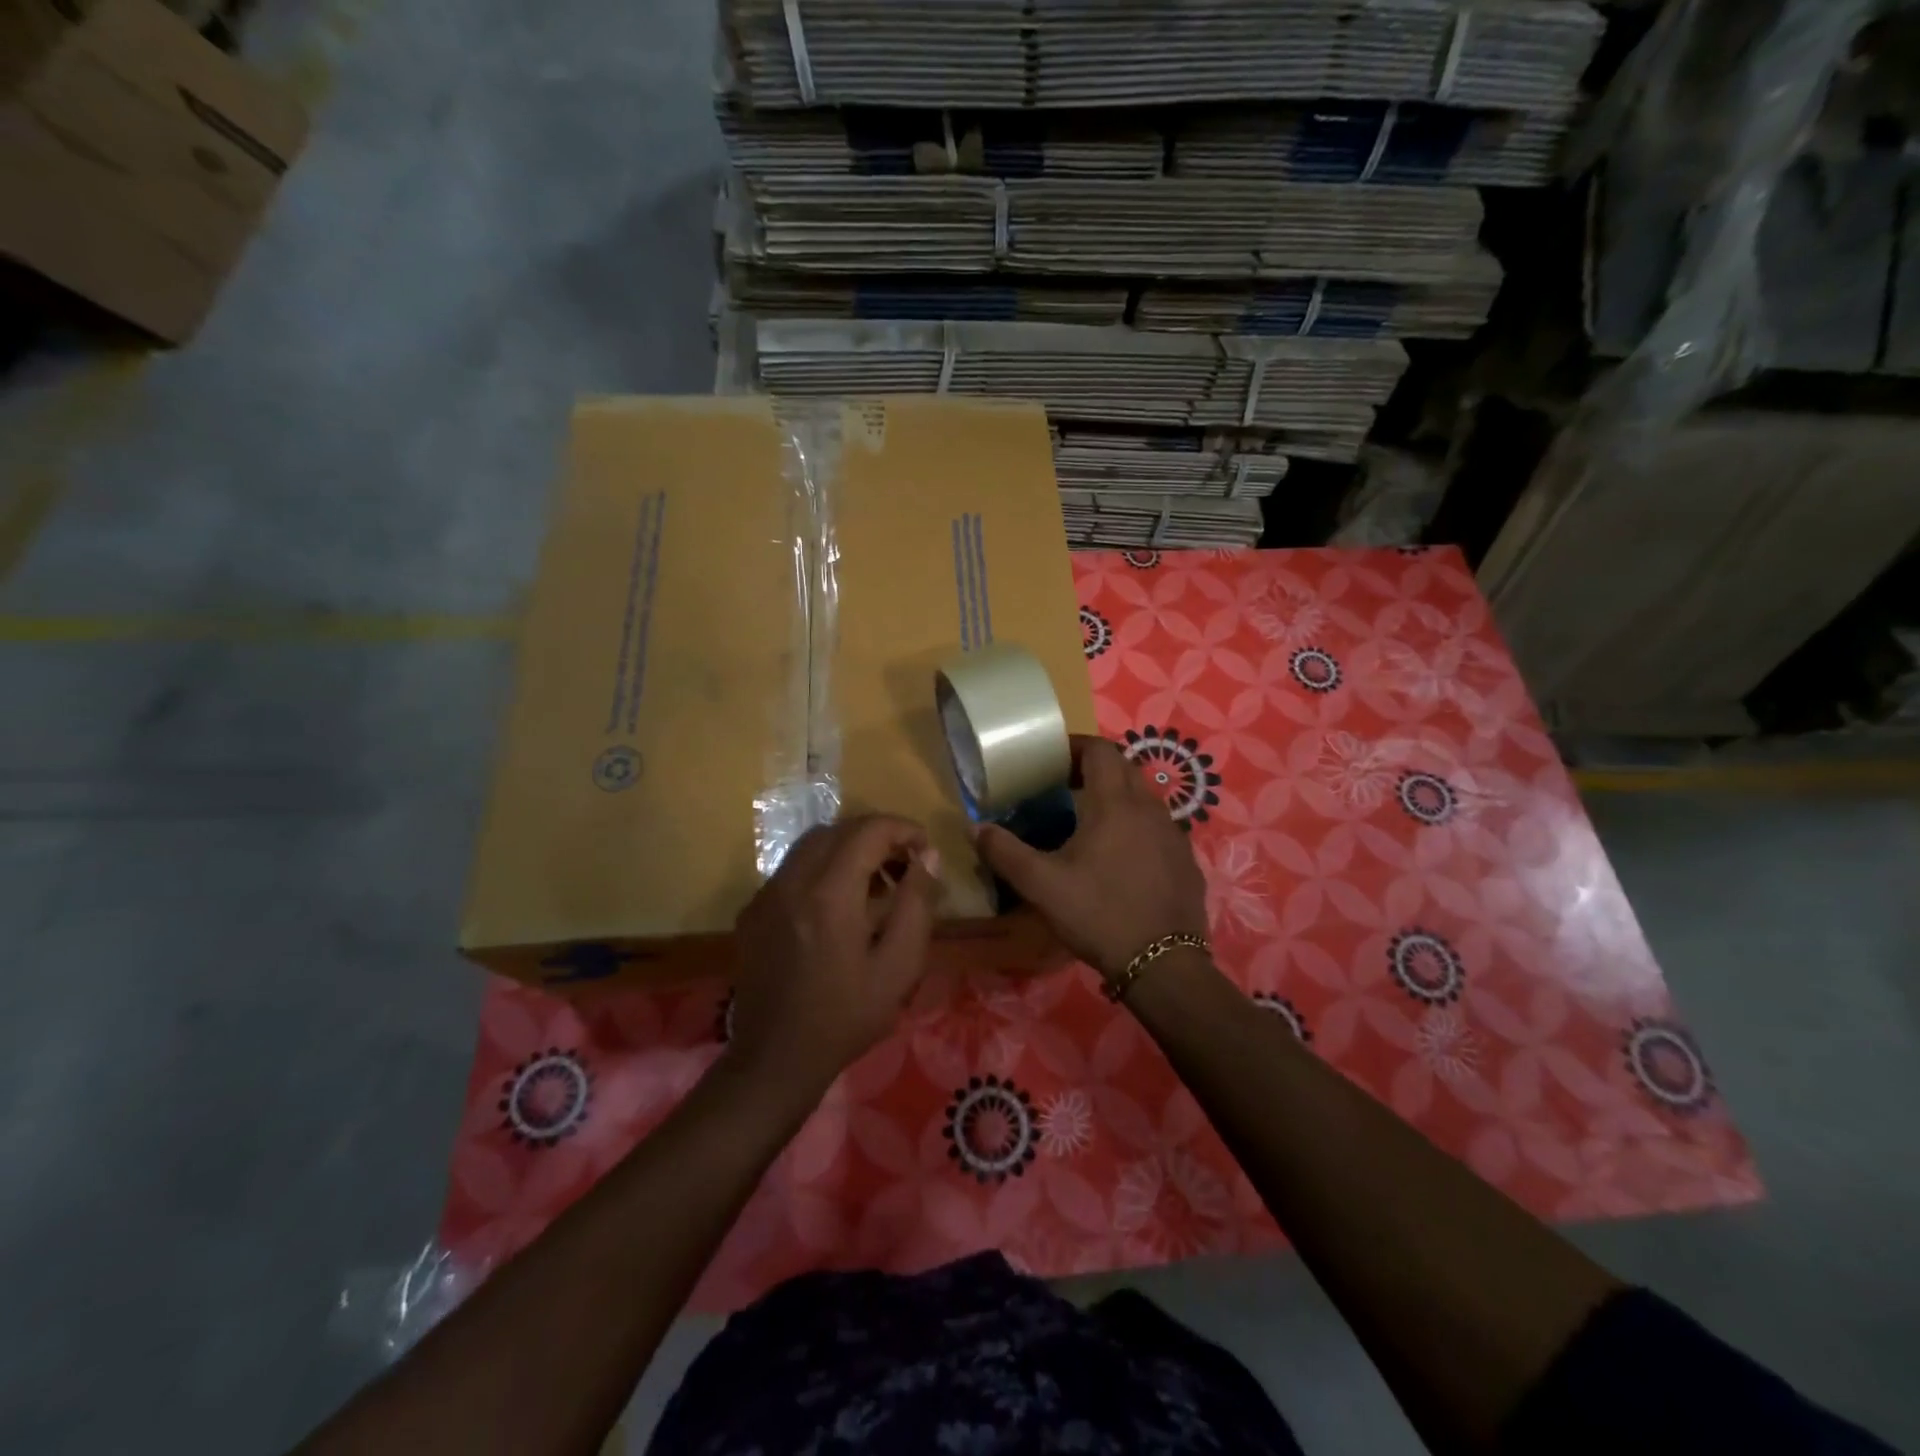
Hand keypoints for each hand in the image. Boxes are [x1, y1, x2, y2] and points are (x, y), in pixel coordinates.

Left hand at [729, 814, 939, 1091]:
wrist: (775, 1060)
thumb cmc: (845, 1017)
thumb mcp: (898, 967)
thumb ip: (916, 904)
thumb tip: (928, 857)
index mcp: (829, 894)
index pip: (869, 830)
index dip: (904, 830)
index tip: (926, 852)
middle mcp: (792, 881)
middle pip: (839, 829)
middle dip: (878, 836)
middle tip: (906, 865)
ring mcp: (766, 894)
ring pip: (812, 844)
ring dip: (849, 849)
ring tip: (876, 883)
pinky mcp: (753, 910)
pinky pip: (792, 869)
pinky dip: (822, 869)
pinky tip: (838, 906)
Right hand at [973, 735, 1207, 980]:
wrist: (1163, 963)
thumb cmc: (1099, 914)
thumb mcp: (1041, 885)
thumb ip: (1004, 852)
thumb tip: (974, 828)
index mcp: (1115, 804)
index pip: (1101, 750)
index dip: (1075, 746)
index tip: (1052, 759)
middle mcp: (1150, 808)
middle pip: (1124, 768)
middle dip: (1094, 768)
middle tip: (1064, 786)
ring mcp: (1174, 834)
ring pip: (1144, 797)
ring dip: (1117, 796)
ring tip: (1090, 820)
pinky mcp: (1186, 860)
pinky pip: (1158, 827)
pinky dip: (1137, 825)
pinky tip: (1121, 857)